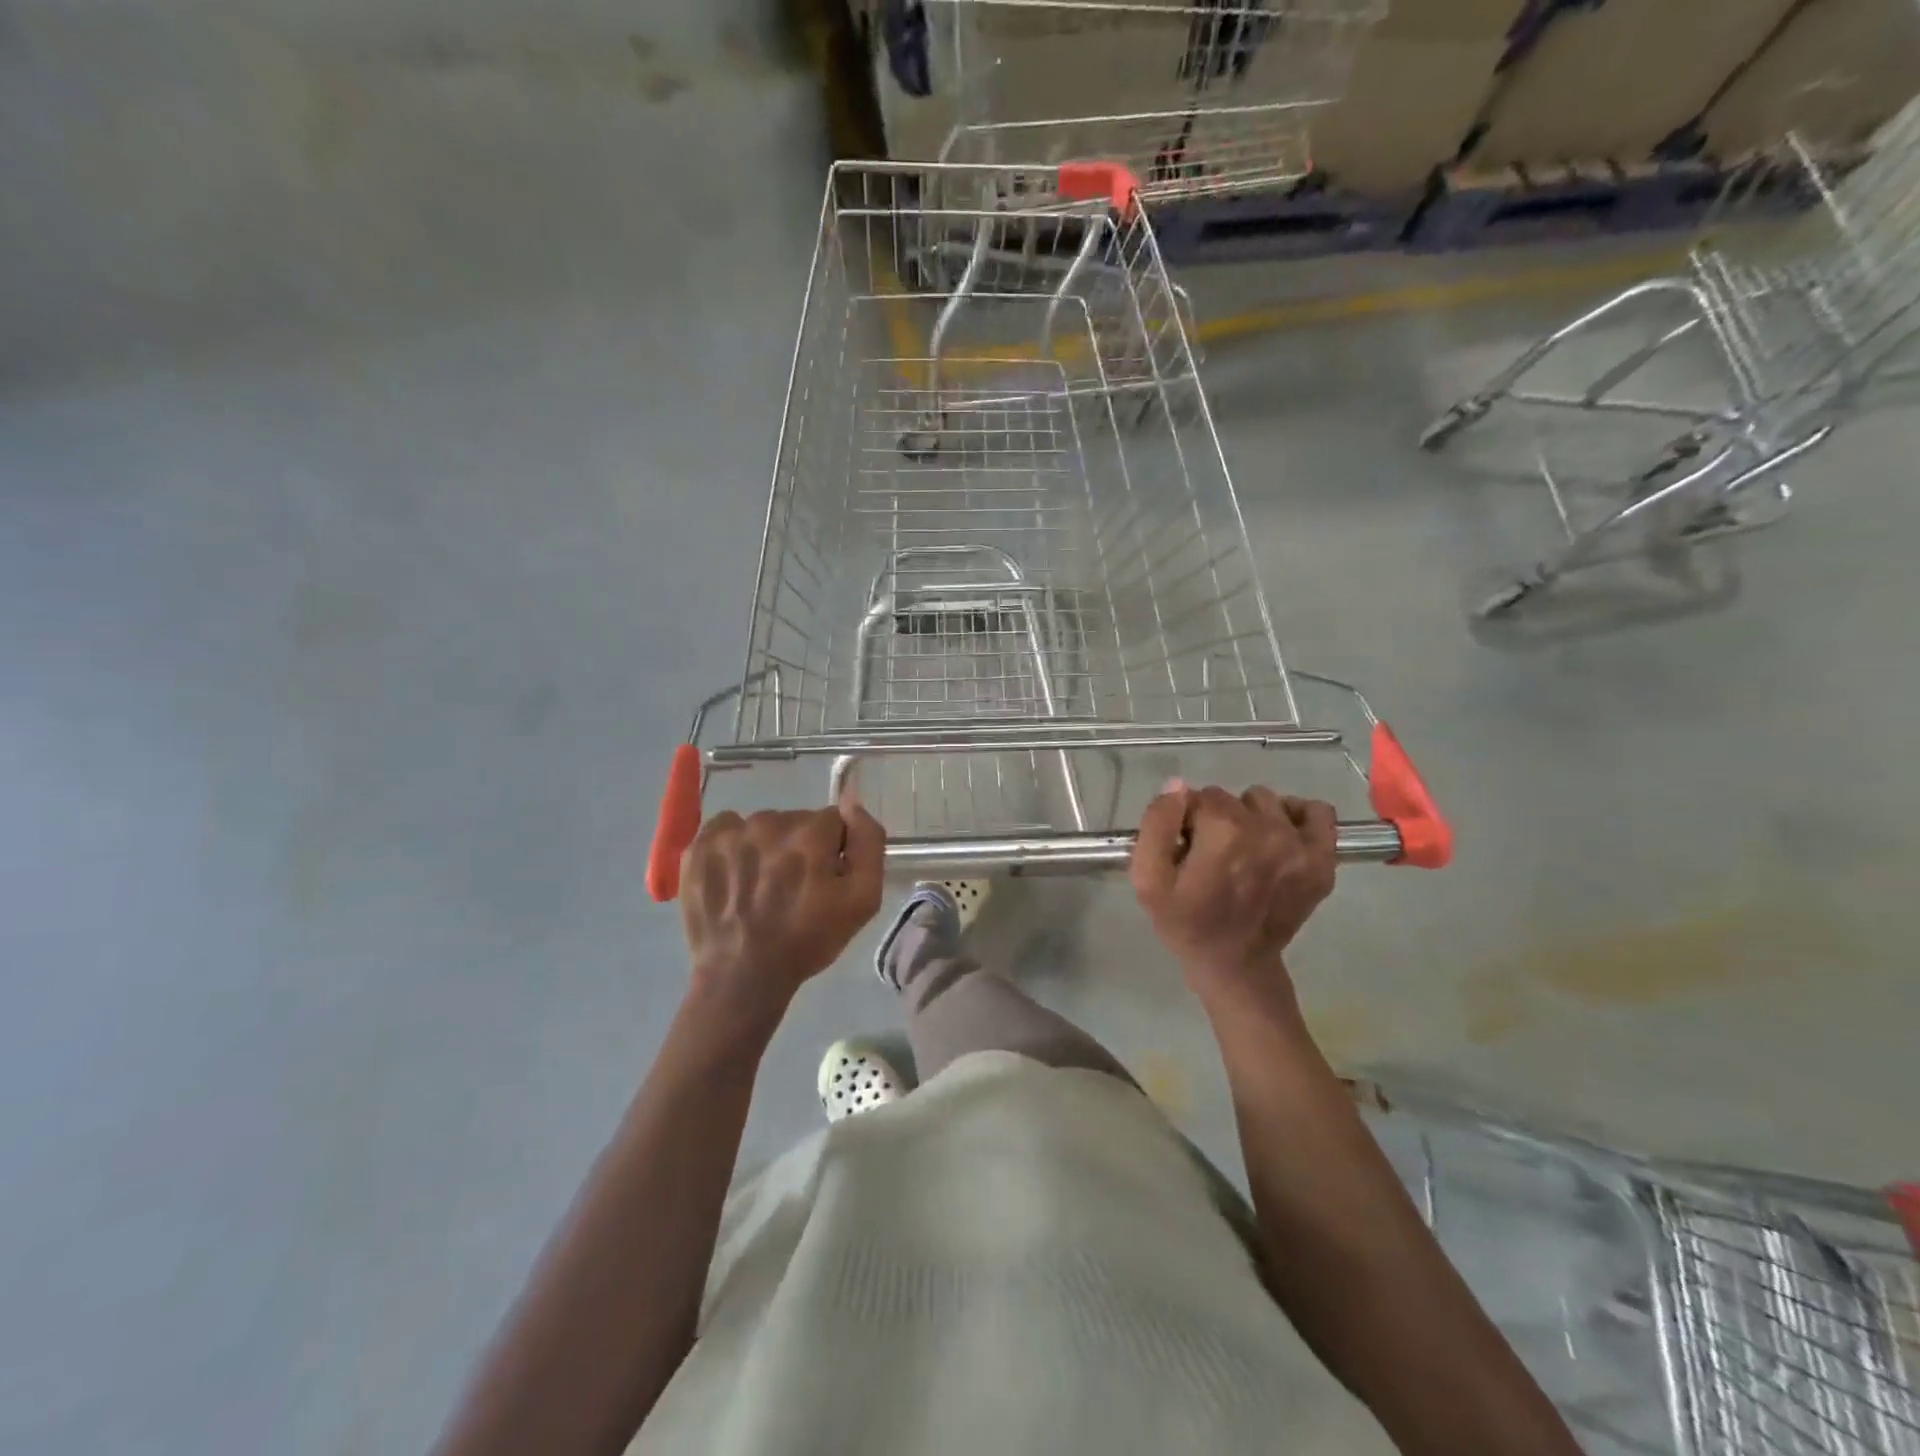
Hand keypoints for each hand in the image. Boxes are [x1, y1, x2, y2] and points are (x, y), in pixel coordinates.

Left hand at [680, 800, 884, 1024]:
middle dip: (800, 847)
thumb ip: (867, 842)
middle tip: (793, 888)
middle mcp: (769, 823)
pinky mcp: (699, 846)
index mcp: (811, 834)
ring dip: (767, 847)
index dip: (832, 850)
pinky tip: (735, 876)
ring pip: (762, 826)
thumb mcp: (862, 900)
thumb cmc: (807, 940)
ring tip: (761, 887)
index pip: (832, 820)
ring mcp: (730, 834)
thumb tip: (851, 801)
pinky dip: (733, 846)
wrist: (742, 977)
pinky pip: (726, 828)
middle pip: (796, 821)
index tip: (824, 879)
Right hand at [1130, 783, 1337, 1009]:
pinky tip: (1278, 835)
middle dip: (1215, 819)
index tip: (1185, 849)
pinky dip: (1296, 816)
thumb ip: (1156, 826)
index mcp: (1223, 834)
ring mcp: (1300, 847)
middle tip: (1210, 856)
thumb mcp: (1148, 881)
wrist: (1236, 966)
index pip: (1197, 797)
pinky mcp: (1322, 861)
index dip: (1185, 820)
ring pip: (1265, 801)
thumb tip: (1178, 787)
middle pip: (1230, 798)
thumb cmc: (1186, 923)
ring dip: (1250, 817)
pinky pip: (1317, 812)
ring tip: (1242, 850)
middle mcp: (1267, 832)